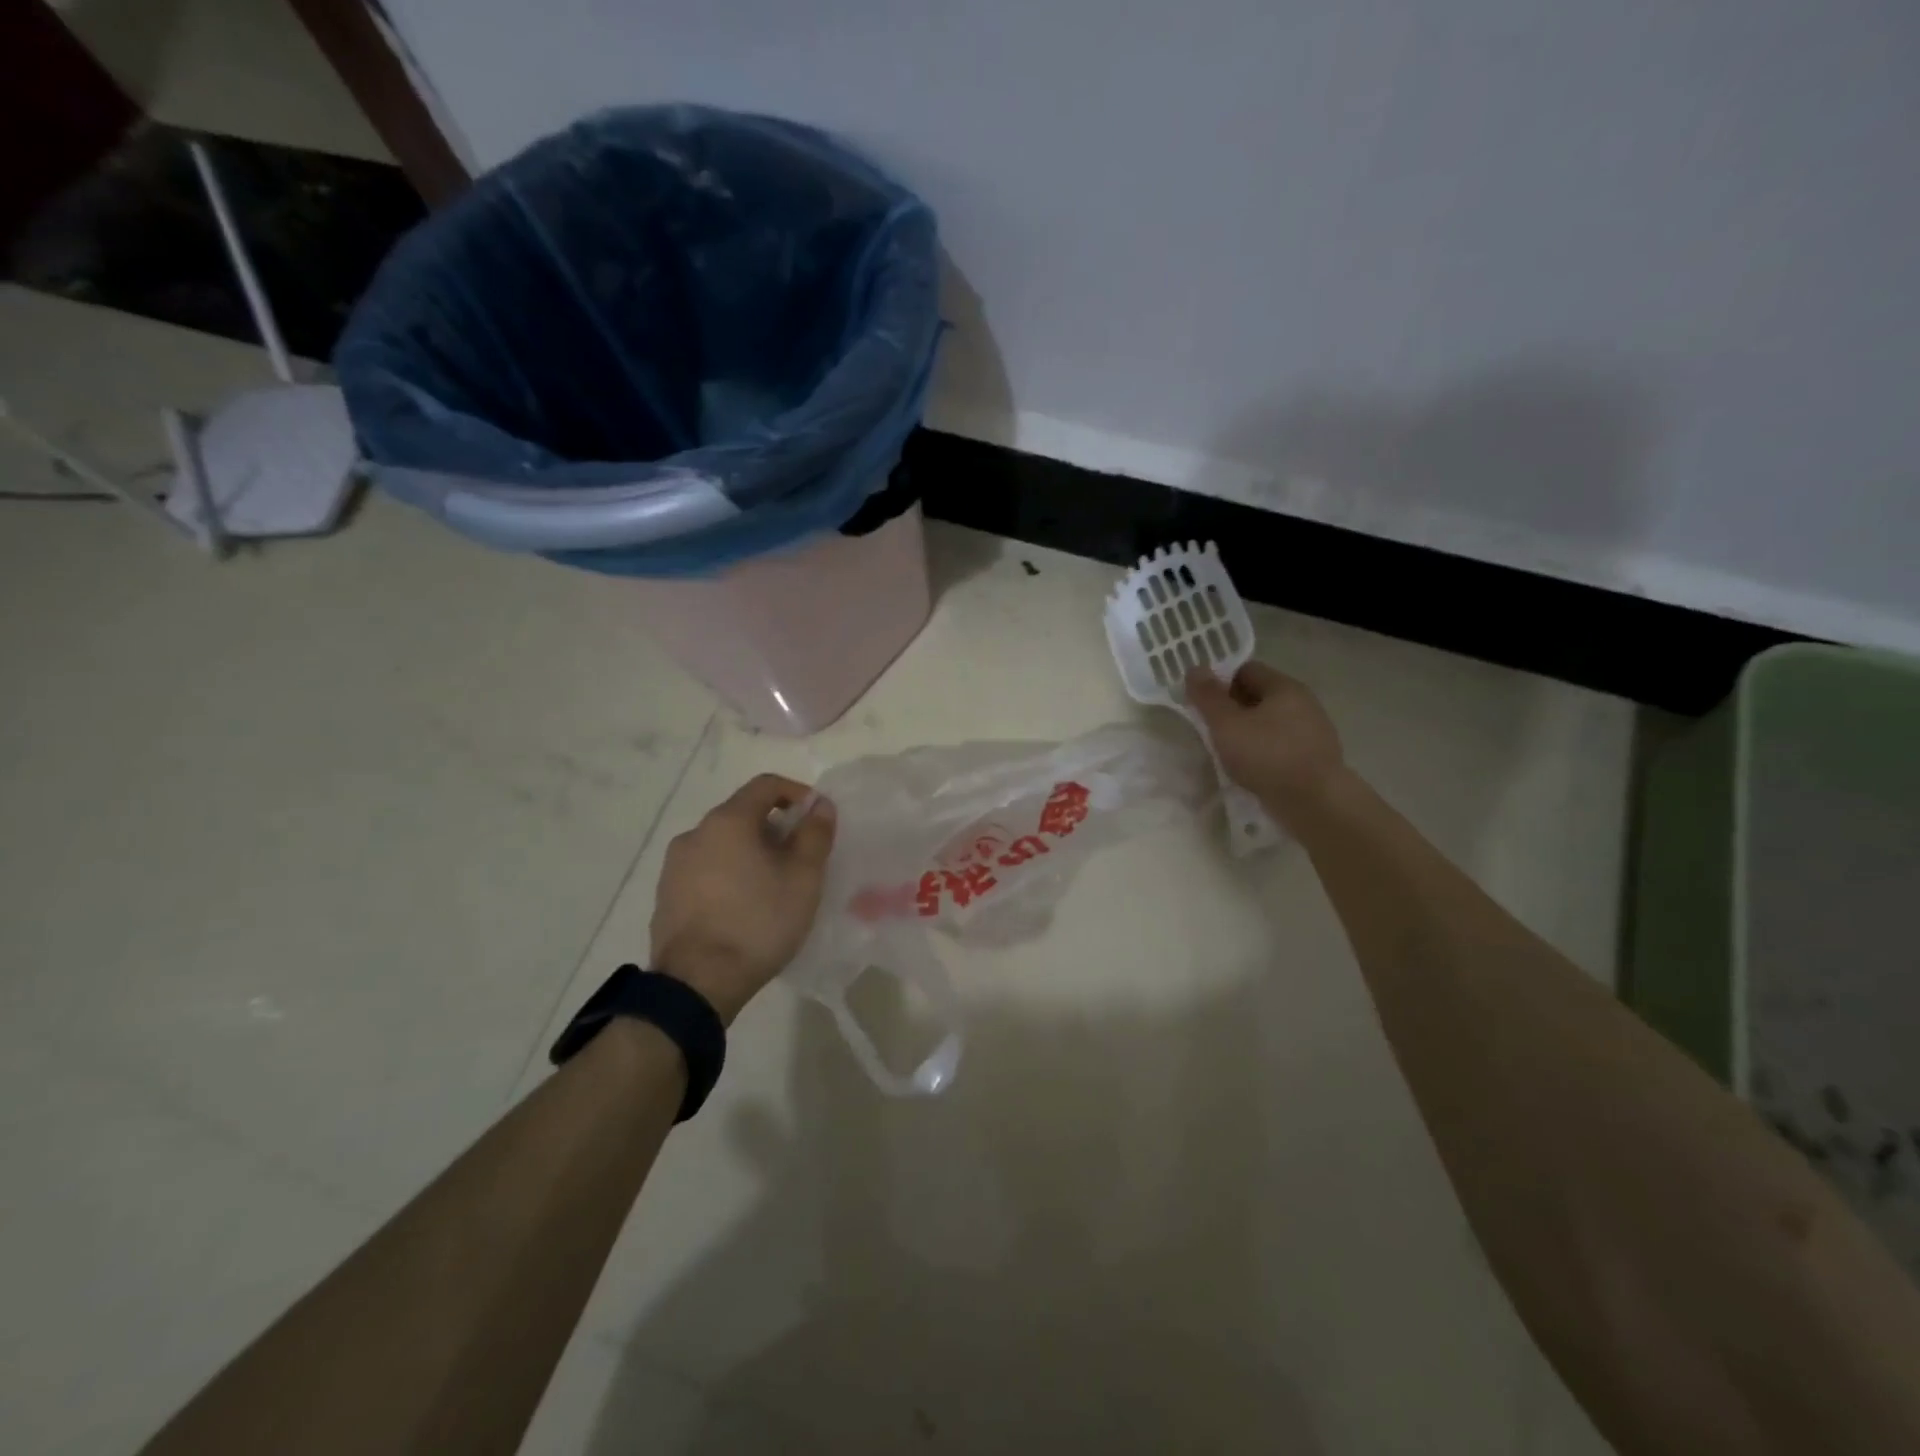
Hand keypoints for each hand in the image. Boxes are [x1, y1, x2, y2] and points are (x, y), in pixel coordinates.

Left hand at [650, 774, 836, 1024]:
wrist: (697, 984)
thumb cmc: (758, 922)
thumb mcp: (803, 878)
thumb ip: (815, 834)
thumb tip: (820, 805)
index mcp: (727, 821)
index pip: (765, 785)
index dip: (796, 793)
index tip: (816, 817)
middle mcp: (695, 834)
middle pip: (742, 814)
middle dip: (775, 828)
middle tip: (799, 858)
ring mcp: (674, 866)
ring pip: (722, 844)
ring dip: (750, 853)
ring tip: (772, 886)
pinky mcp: (666, 897)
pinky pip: (705, 871)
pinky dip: (728, 875)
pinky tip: (743, 908)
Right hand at [1185, 662, 1345, 824]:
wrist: (1315, 803)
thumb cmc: (1267, 756)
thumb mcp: (1227, 724)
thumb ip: (1208, 697)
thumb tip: (1195, 668)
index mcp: (1284, 687)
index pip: (1246, 670)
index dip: (1220, 682)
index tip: (1202, 703)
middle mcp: (1303, 702)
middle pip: (1258, 695)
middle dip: (1232, 708)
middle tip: (1210, 728)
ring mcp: (1312, 731)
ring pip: (1269, 722)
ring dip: (1247, 732)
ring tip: (1227, 752)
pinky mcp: (1314, 758)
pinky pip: (1280, 745)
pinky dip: (1263, 752)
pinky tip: (1251, 769)